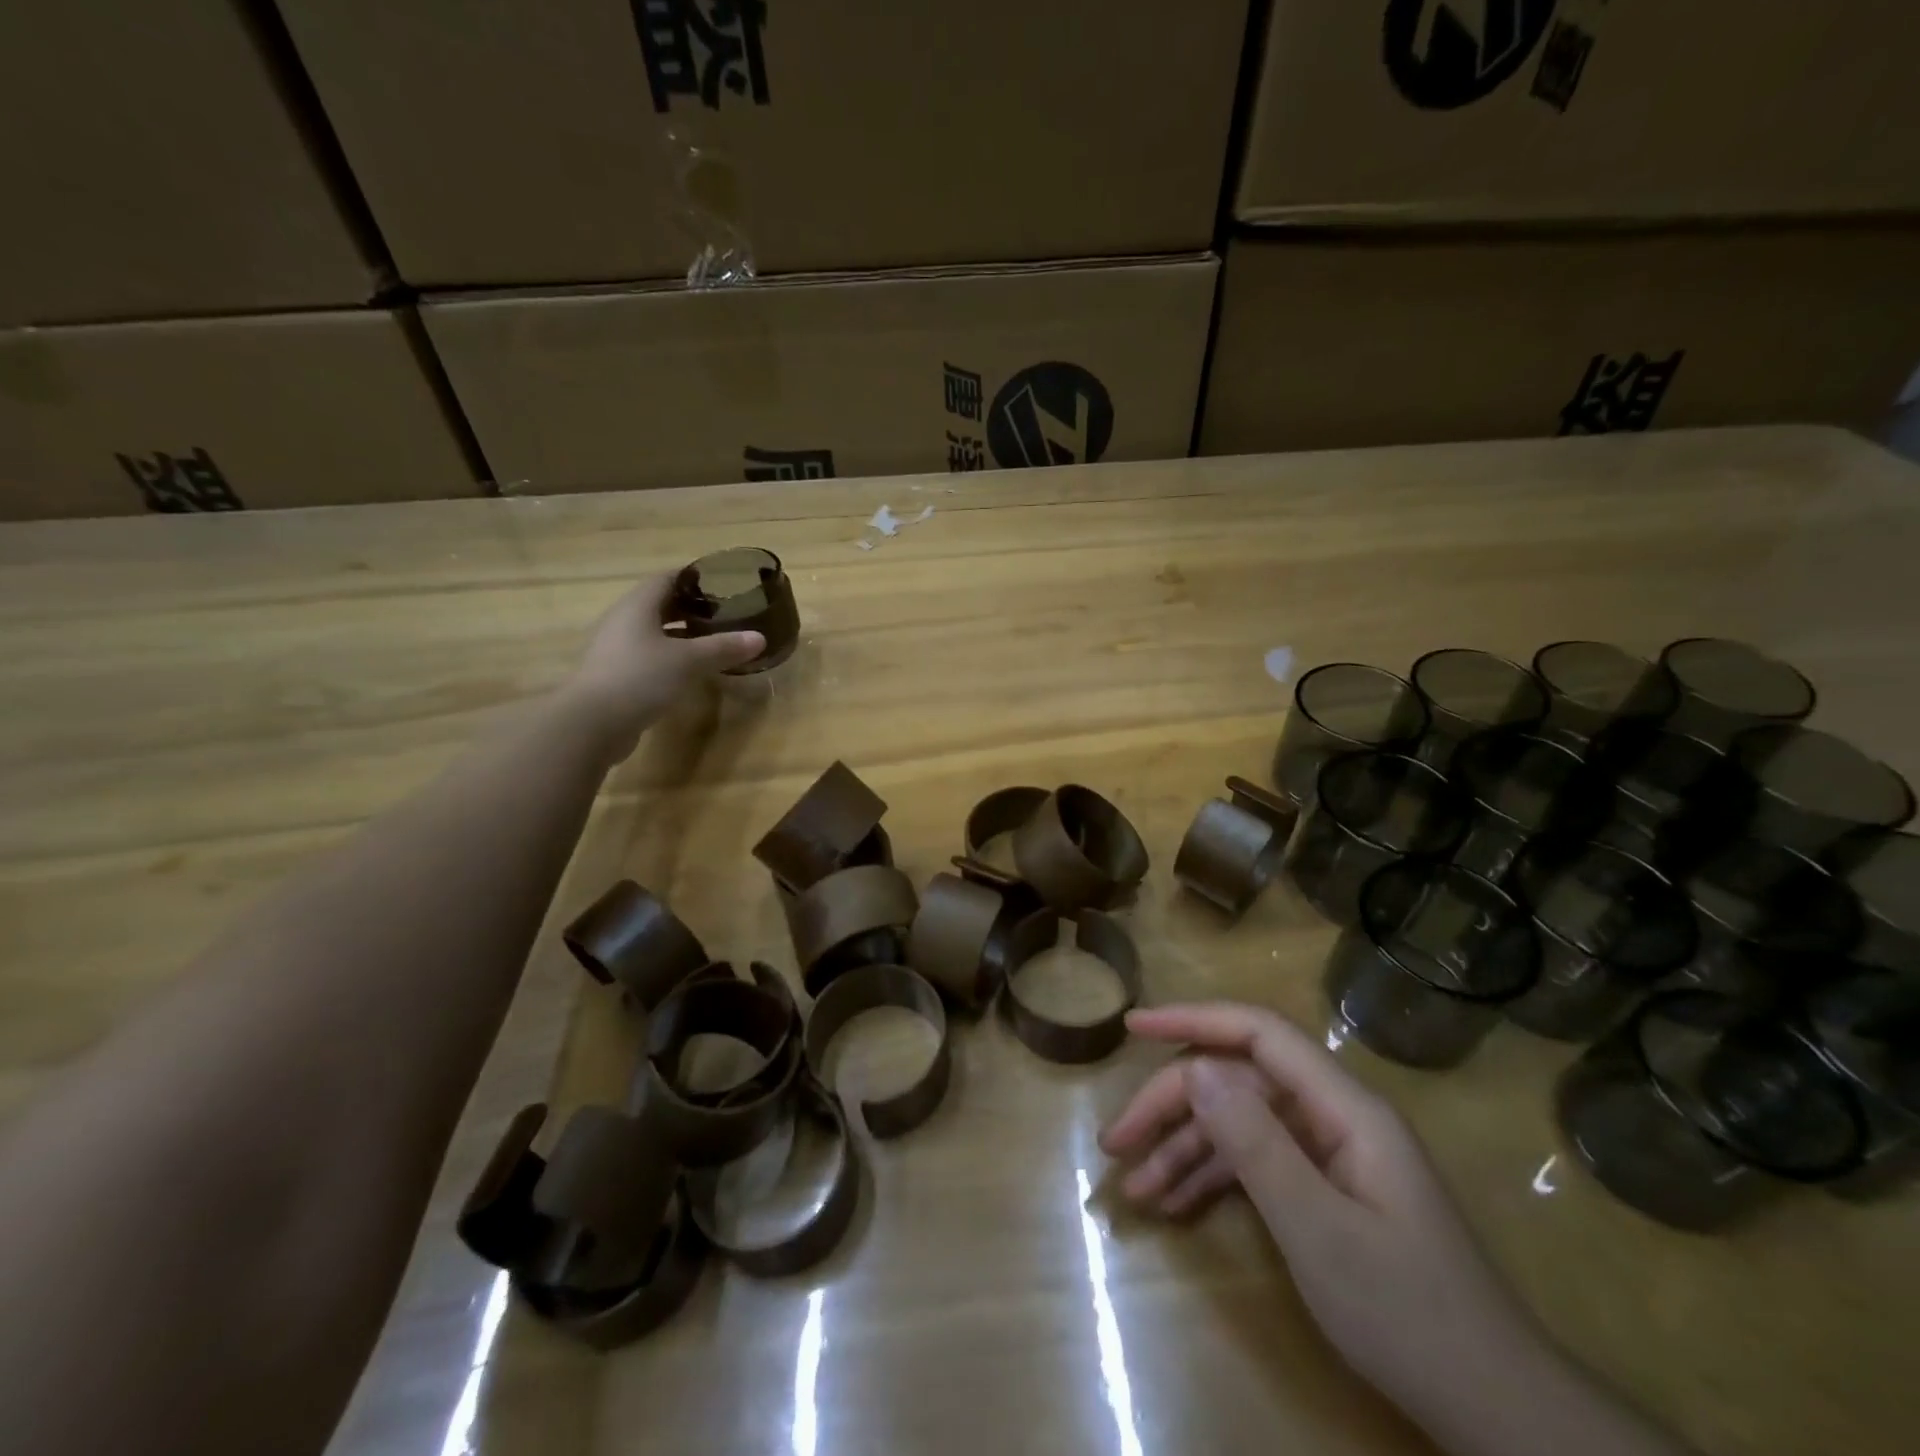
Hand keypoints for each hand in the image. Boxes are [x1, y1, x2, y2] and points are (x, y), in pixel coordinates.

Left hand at [562, 576, 764, 758]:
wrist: (593, 724)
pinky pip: (650, 656)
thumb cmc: (640, 677)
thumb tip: (760, 638)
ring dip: (683, 634)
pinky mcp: (617, 675)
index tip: (723, 583)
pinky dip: (672, 657)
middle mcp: (624, 621)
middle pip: (661, 605)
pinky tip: (692, 670)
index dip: (695, 578)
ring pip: (655, 632)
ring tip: (714, 640)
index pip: (668, 578)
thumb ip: (723, 647)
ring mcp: (617, 649)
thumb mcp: (688, 661)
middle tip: (725, 613)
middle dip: (692, 607)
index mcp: (637, 605)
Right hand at [1100, 1003, 1545, 1439]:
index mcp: (1344, 1107)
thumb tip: (1193, 1068)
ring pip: (1240, 1125)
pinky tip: (1173, 1207)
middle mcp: (1333, 1116)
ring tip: (1134, 1189)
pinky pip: (1257, 1164)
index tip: (1134, 1027)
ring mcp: (1330, 1153)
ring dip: (1184, 1151)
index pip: (1258, 1033)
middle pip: (1237, 1083)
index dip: (1193, 1019)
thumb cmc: (1407, 1312)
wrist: (1496, 1411)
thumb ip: (1253, 1142)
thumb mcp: (1317, 1229)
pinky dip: (1213, 1181)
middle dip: (1173, 1107)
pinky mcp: (1325, 1189)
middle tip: (1117, 1142)